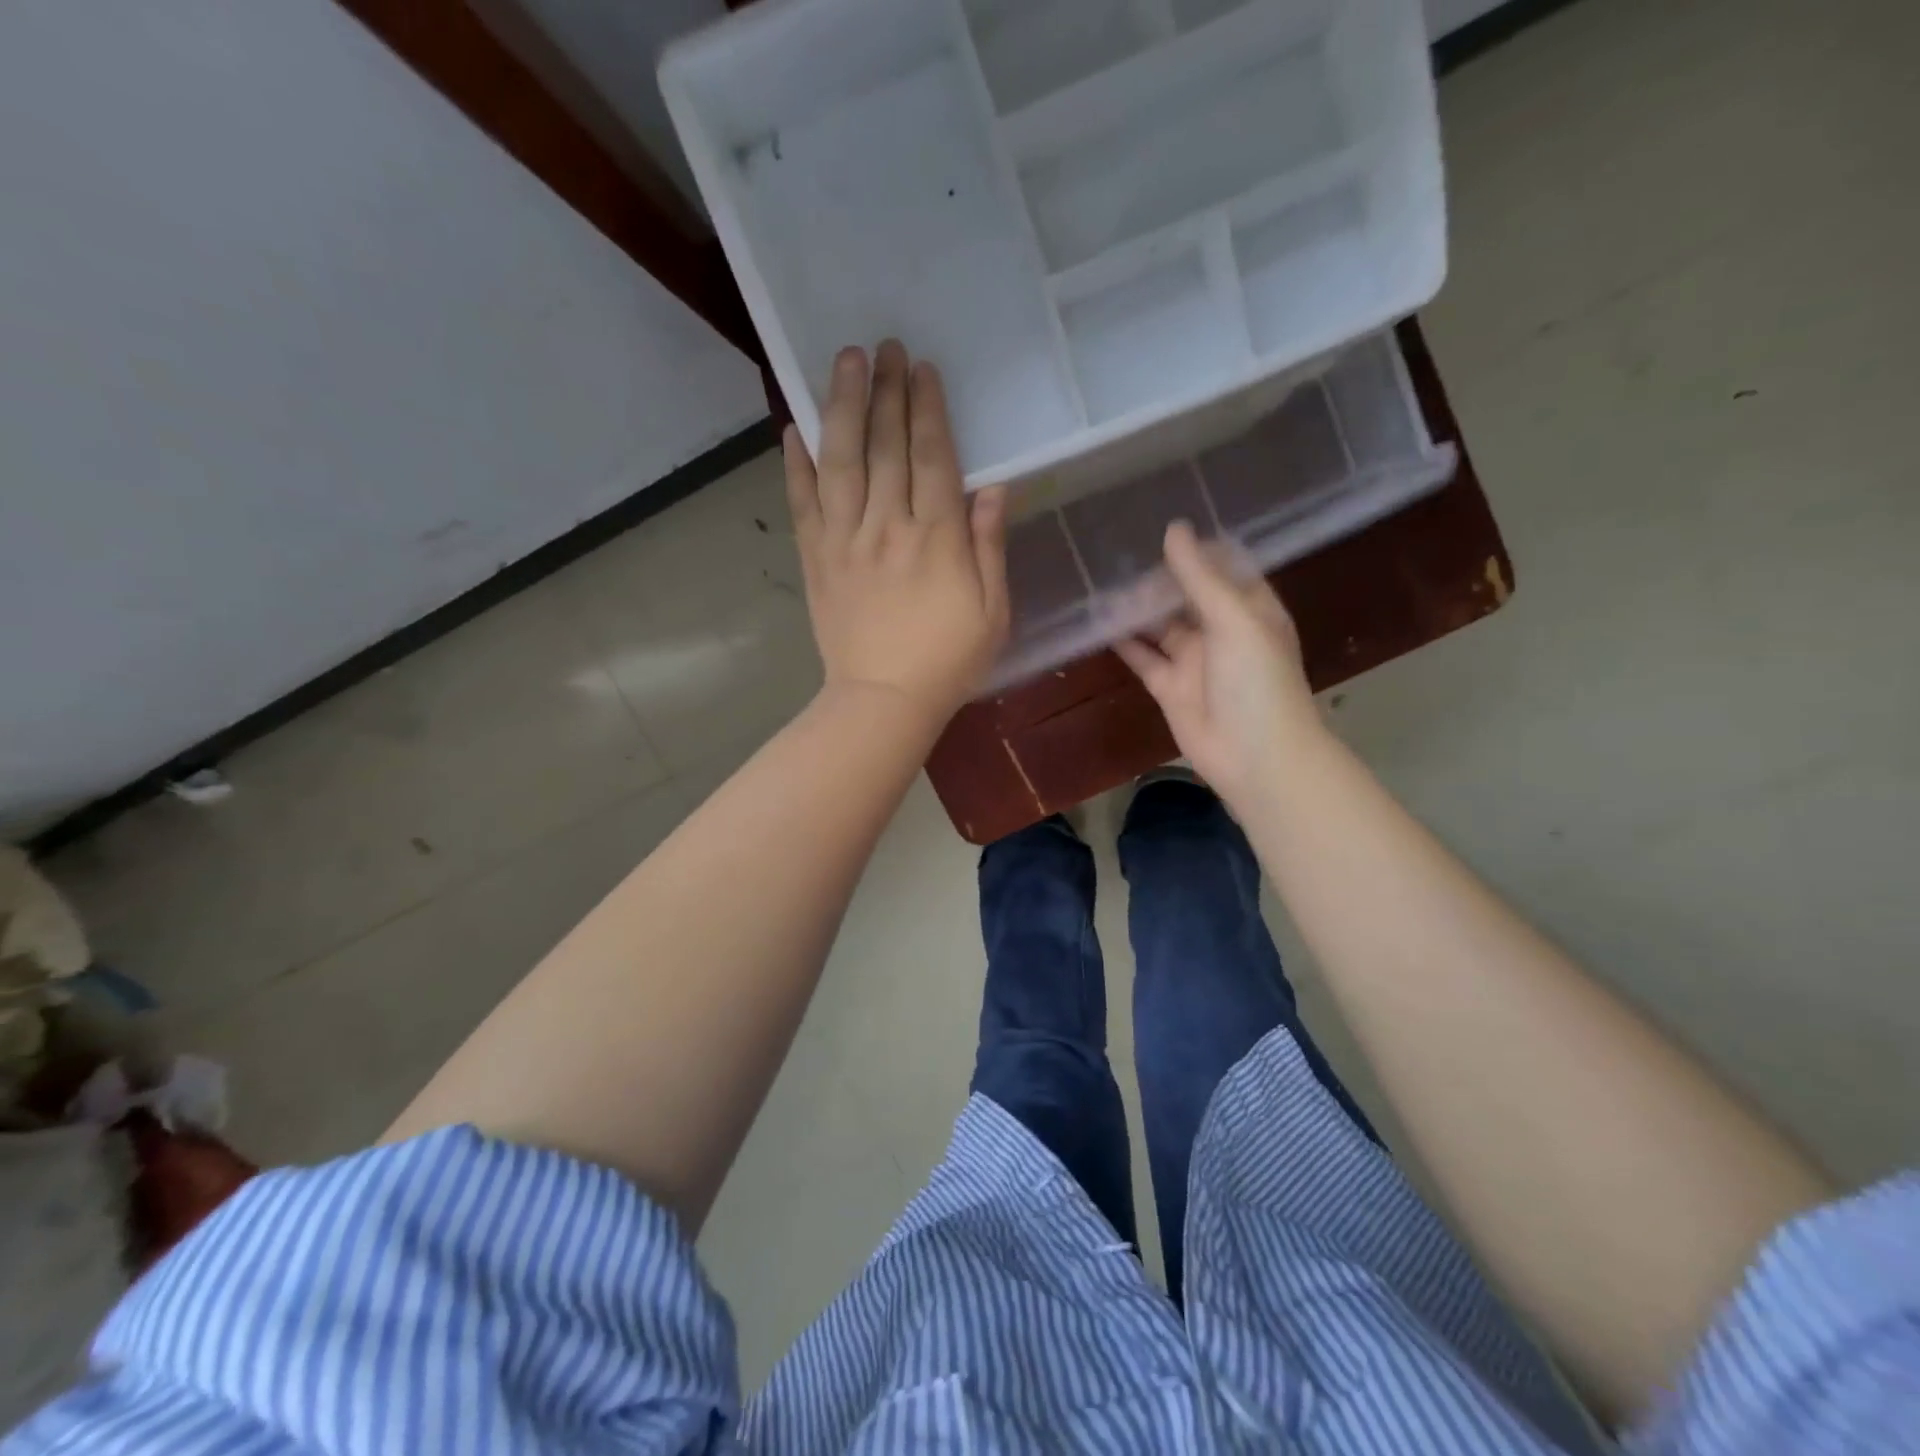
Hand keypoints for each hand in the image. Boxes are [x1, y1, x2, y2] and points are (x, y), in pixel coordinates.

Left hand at [786, 340, 1009, 728]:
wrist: (883, 701)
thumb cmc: (948, 661)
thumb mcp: (992, 611)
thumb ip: (989, 546)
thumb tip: (994, 486)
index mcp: (937, 538)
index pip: (933, 457)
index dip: (928, 408)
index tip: (922, 368)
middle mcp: (888, 526)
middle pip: (886, 445)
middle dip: (887, 390)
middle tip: (884, 345)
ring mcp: (845, 540)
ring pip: (841, 460)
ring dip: (842, 406)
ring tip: (844, 362)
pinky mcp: (816, 559)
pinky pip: (803, 502)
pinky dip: (797, 464)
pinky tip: (794, 428)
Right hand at [1116, 522, 1325, 804]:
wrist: (1256, 756)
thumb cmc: (1257, 681)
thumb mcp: (1233, 619)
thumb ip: (1200, 577)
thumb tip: (1173, 529)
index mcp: (1250, 608)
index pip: (1223, 568)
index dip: (1196, 549)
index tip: (1161, 526)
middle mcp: (1222, 630)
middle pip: (1186, 595)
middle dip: (1158, 578)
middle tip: (1119, 554)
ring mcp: (1194, 660)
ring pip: (1160, 625)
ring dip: (1136, 608)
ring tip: (1103, 583)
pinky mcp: (1169, 687)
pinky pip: (1143, 658)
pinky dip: (1123, 643)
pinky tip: (1099, 623)